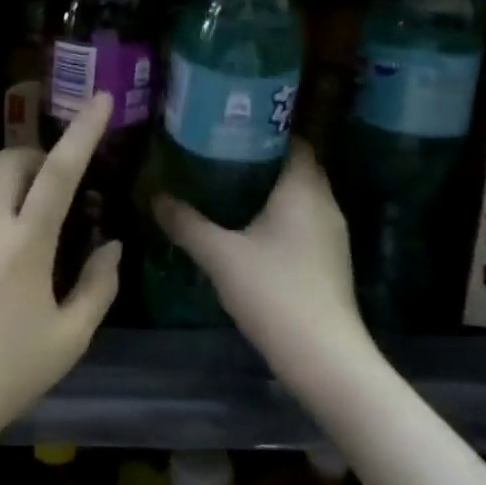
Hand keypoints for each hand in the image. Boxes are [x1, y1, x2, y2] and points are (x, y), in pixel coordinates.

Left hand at [0, 91, 119, 453]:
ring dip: (11, 188)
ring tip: (28, 227)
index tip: (101, 99)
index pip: (59, 172)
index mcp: (24, 244)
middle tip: (56, 183)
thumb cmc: (8, 374)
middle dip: (37, 156)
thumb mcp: (70, 338)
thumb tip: (111, 245)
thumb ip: (98, 285)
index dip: (83, 131)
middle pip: (10, 160)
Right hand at [153, 143, 374, 388]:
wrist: (324, 358)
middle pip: (294, 165)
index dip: (262, 129)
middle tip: (217, 151)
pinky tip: (245, 224)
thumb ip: (186, 223)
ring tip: (224, 182)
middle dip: (259, 156)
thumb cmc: (274, 293)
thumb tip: (155, 196)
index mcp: (303, 190)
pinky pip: (301, 219)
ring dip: (267, 186)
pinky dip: (276, 212)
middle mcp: (323, 203)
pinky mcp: (328, 259)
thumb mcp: (220, 256)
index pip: (292, 140)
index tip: (227, 125)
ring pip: (298, 194)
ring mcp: (330, 234)